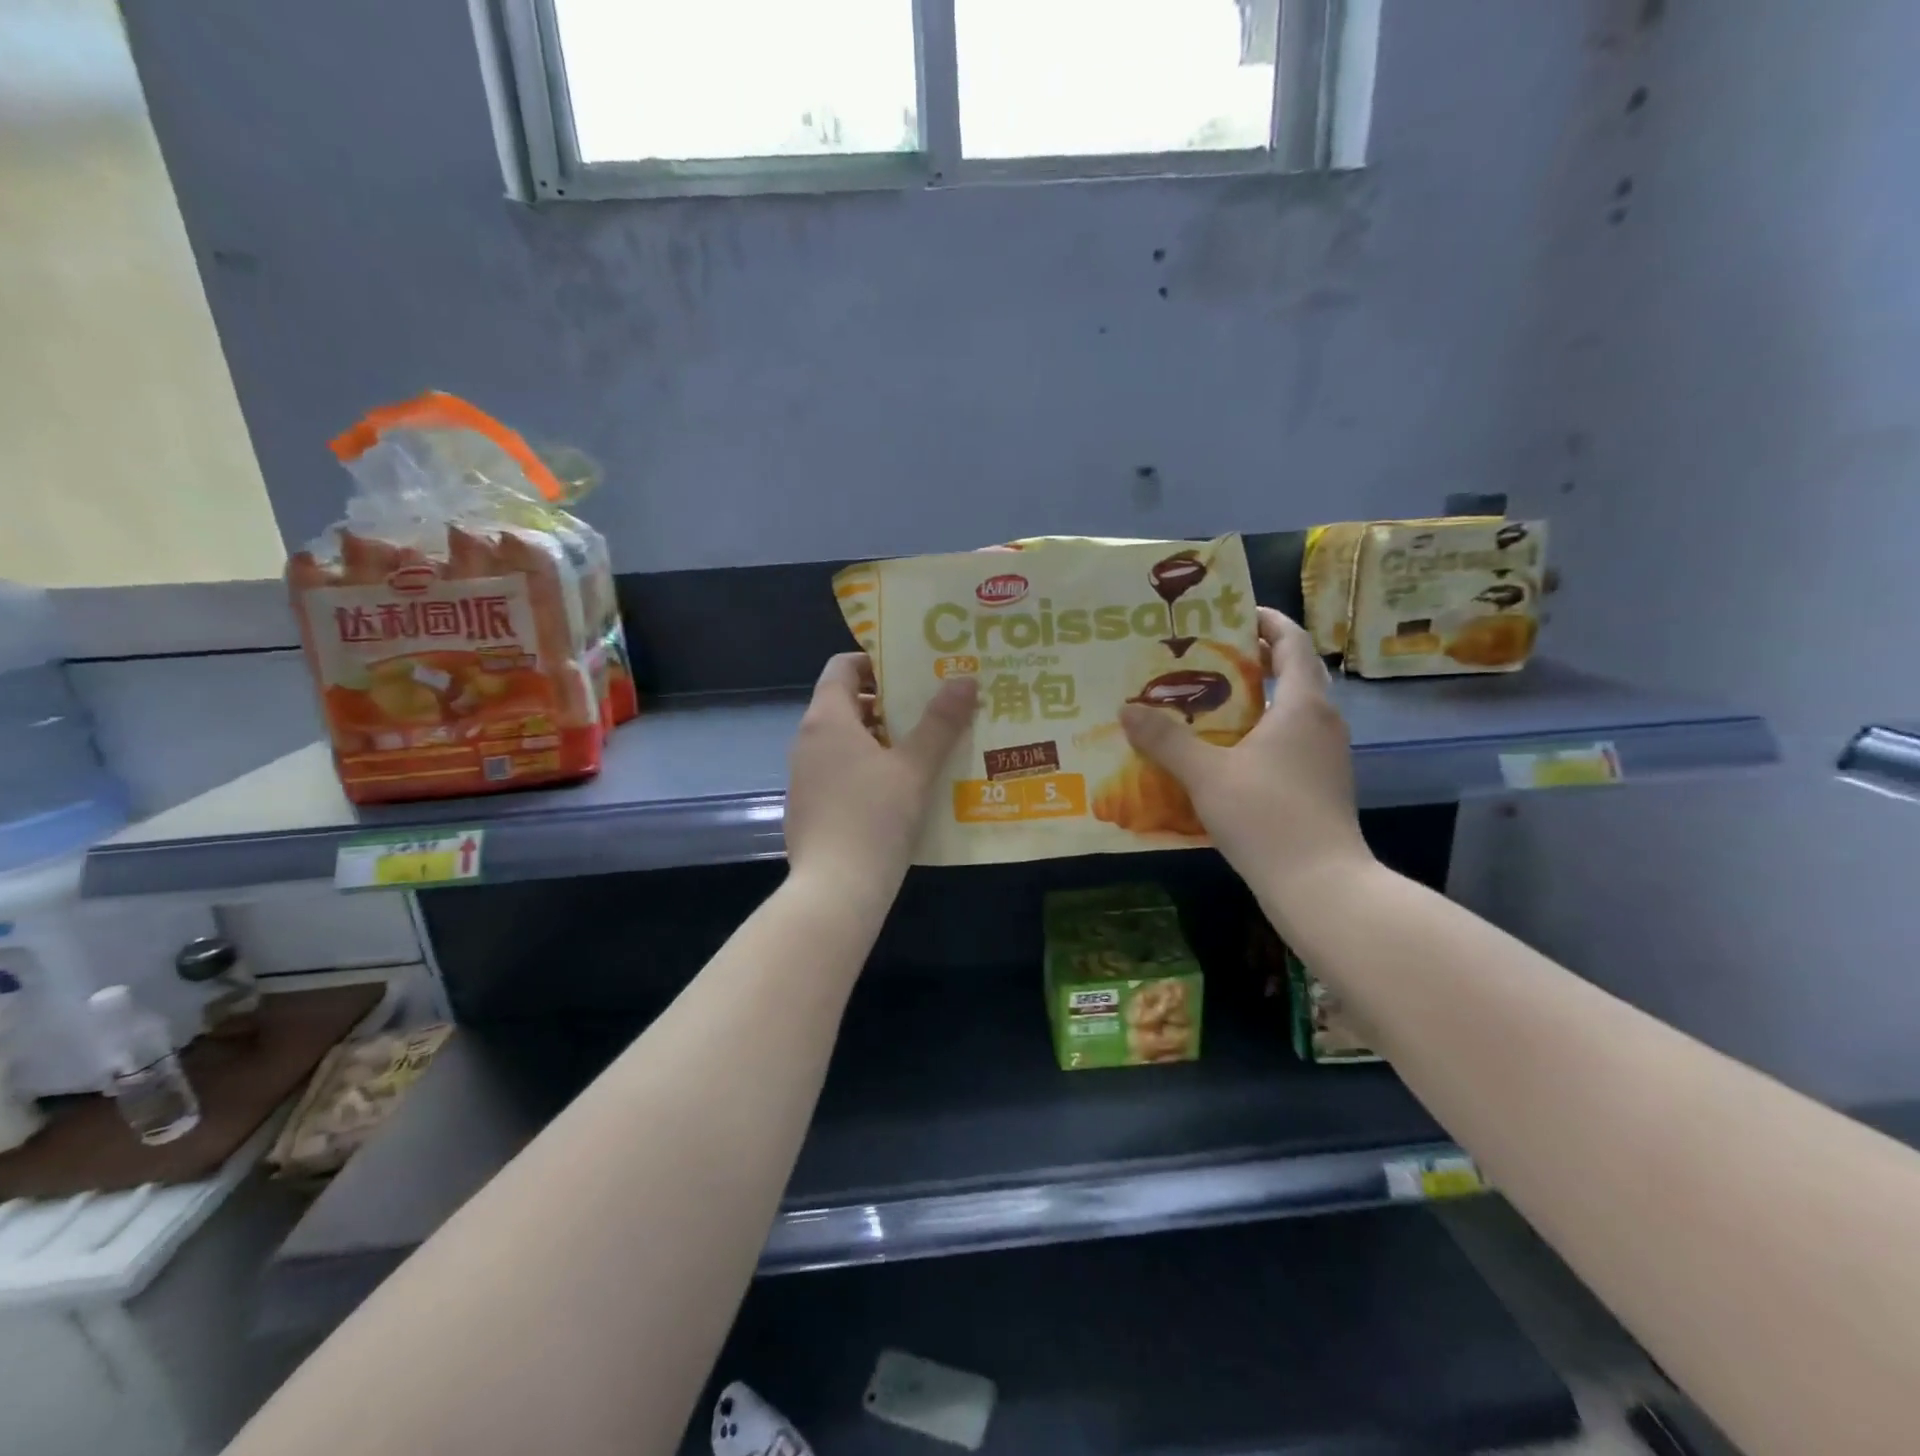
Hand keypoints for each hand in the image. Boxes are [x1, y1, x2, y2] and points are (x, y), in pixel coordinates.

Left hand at [785, 654, 977, 905]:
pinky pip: (841, 771)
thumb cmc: (875, 818)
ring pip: (846, 741)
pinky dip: (869, 768)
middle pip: (846, 703)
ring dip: (883, 738)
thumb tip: (964, 679)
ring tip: (927, 747)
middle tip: (932, 707)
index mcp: (827, 719)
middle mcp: (808, 741)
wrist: (835, 891)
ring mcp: (805, 776)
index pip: (842, 667)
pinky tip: (903, 789)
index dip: (876, 662)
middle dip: (889, 703)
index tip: (913, 670)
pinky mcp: (810, 806)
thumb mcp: (915, 768)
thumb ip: (940, 722)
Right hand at [1119, 607, 1372, 914]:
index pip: (1292, 643)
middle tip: (1210, 653)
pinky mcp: (1322, 784)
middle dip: (1257, 657)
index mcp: (1302, 705)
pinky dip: (1263, 731)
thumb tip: (1127, 709)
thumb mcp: (1206, 774)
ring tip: (1210, 698)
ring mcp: (1326, 756)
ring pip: (1293, 710)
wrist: (1320, 884)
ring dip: (1259, 697)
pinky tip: (1227, 751)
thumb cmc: (1266, 815)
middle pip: (1294, 673)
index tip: (1234, 611)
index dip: (1266, 621)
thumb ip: (1166, 739)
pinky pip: (1291, 740)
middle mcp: (1322, 722)